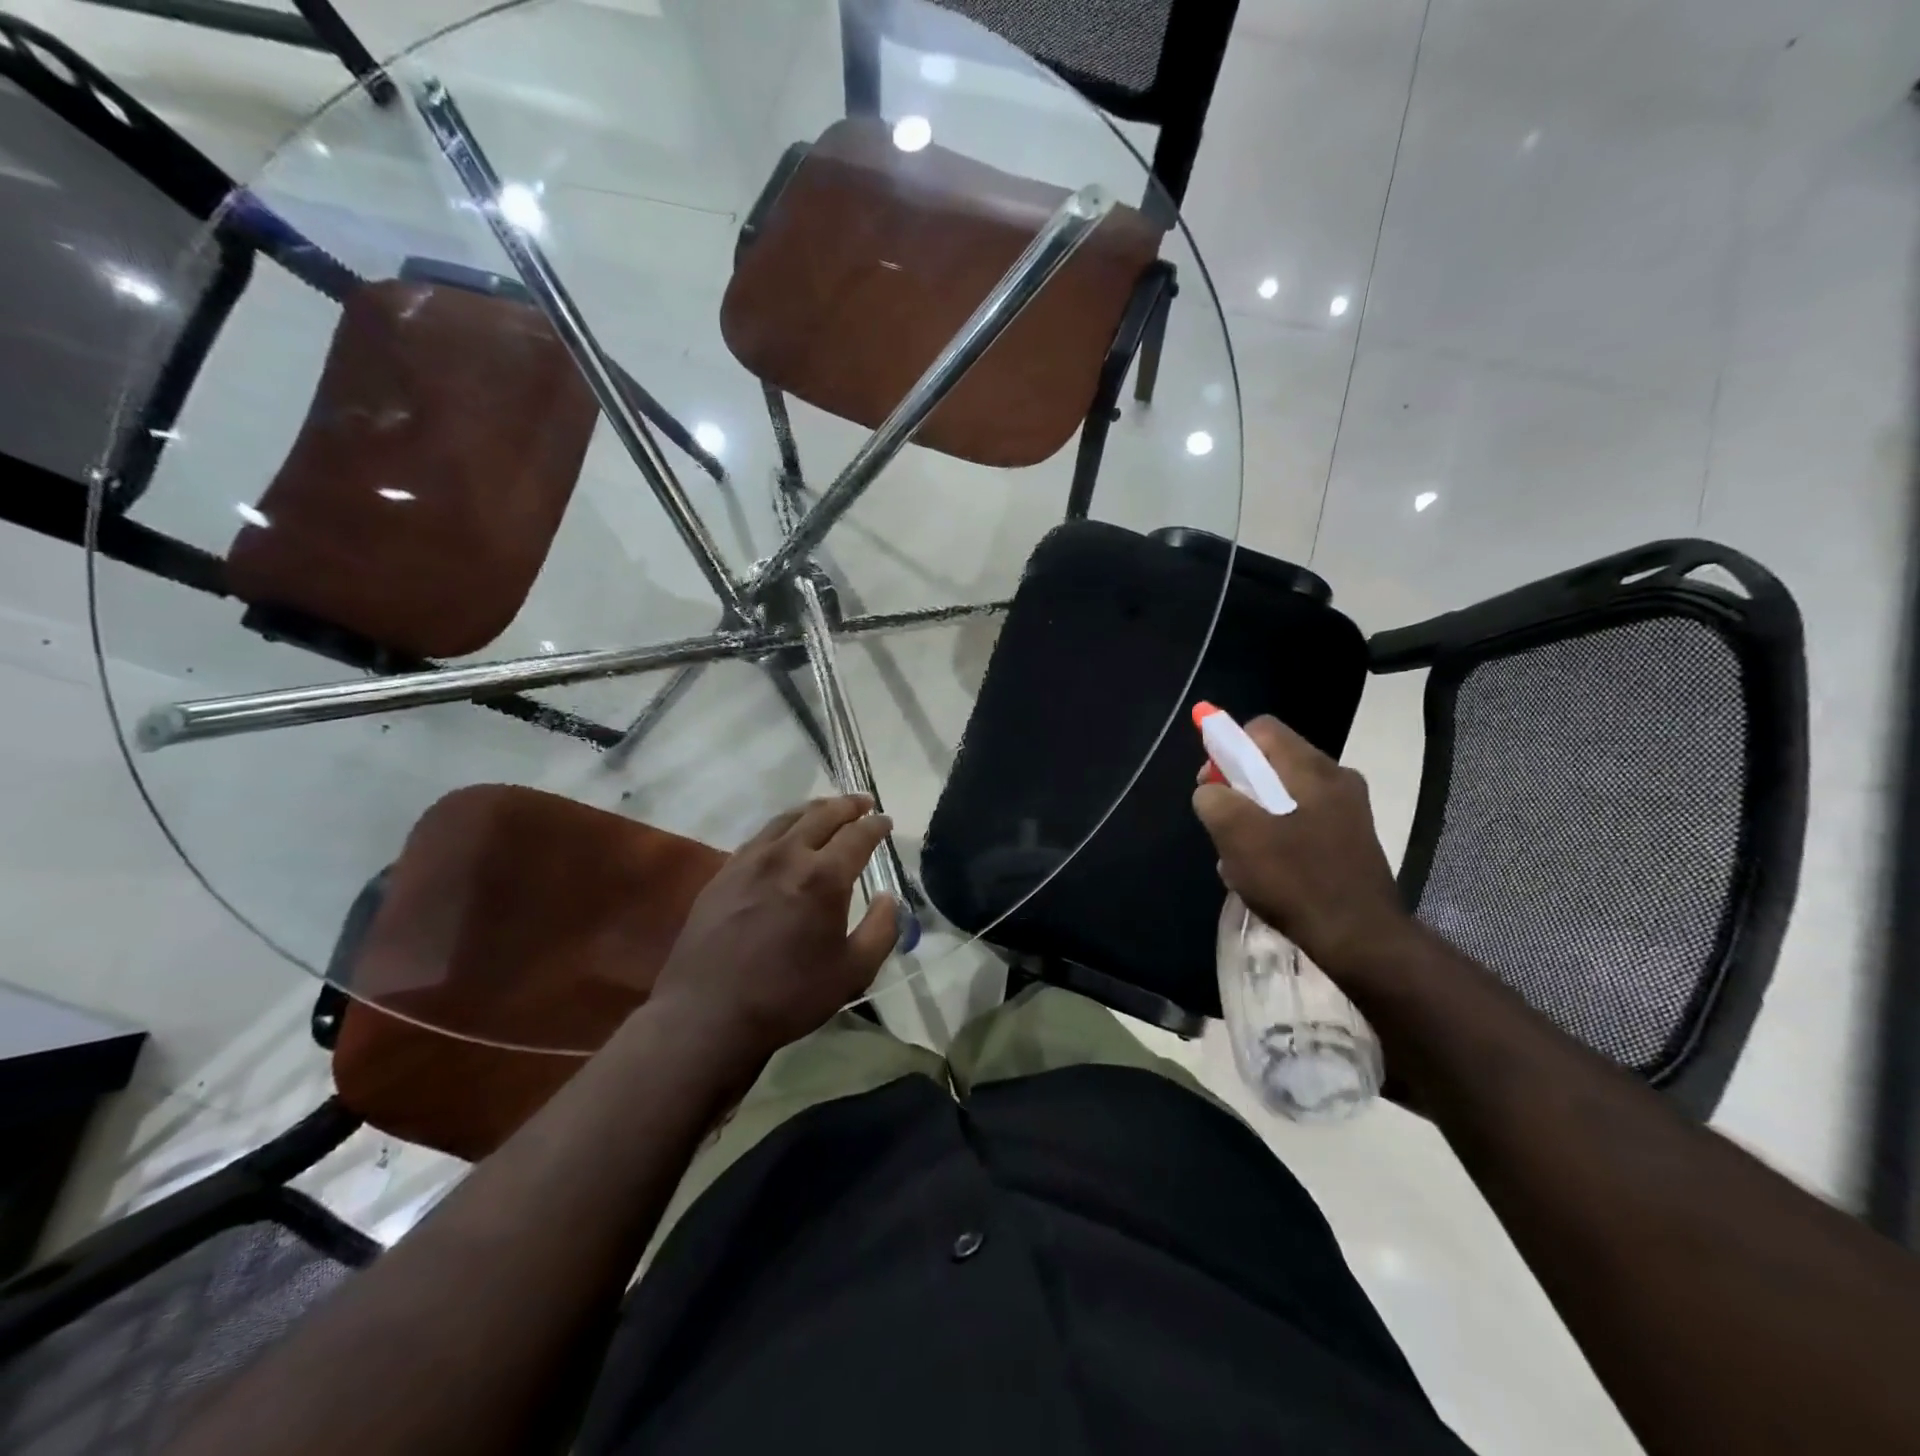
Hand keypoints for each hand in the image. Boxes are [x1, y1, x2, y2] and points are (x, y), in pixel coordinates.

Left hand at [649, 796, 897, 1063]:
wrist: (708, 1013)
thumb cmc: (789, 995)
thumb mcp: (853, 972)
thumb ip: (881, 930)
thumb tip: (890, 898)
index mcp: (824, 877)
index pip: (858, 835)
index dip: (876, 826)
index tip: (885, 821)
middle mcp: (788, 855)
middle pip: (823, 815)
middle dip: (848, 805)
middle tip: (862, 803)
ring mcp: (750, 860)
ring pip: (788, 819)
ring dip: (814, 809)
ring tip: (828, 809)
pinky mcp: (724, 873)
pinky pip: (760, 836)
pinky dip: (783, 826)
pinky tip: (785, 836)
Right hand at [1191, 716, 1417, 979]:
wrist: (1360, 938)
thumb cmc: (1295, 878)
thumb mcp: (1237, 834)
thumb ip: (1213, 799)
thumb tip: (1212, 791)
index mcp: (1311, 768)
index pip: (1260, 729)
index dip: (1226, 747)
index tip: (1212, 784)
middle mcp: (1336, 778)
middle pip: (1271, 762)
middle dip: (1238, 788)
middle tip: (1223, 824)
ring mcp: (1349, 810)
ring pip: (1284, 795)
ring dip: (1255, 817)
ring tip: (1242, 857)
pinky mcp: (1352, 839)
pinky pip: (1302, 820)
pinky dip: (1278, 835)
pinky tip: (1267, 871)